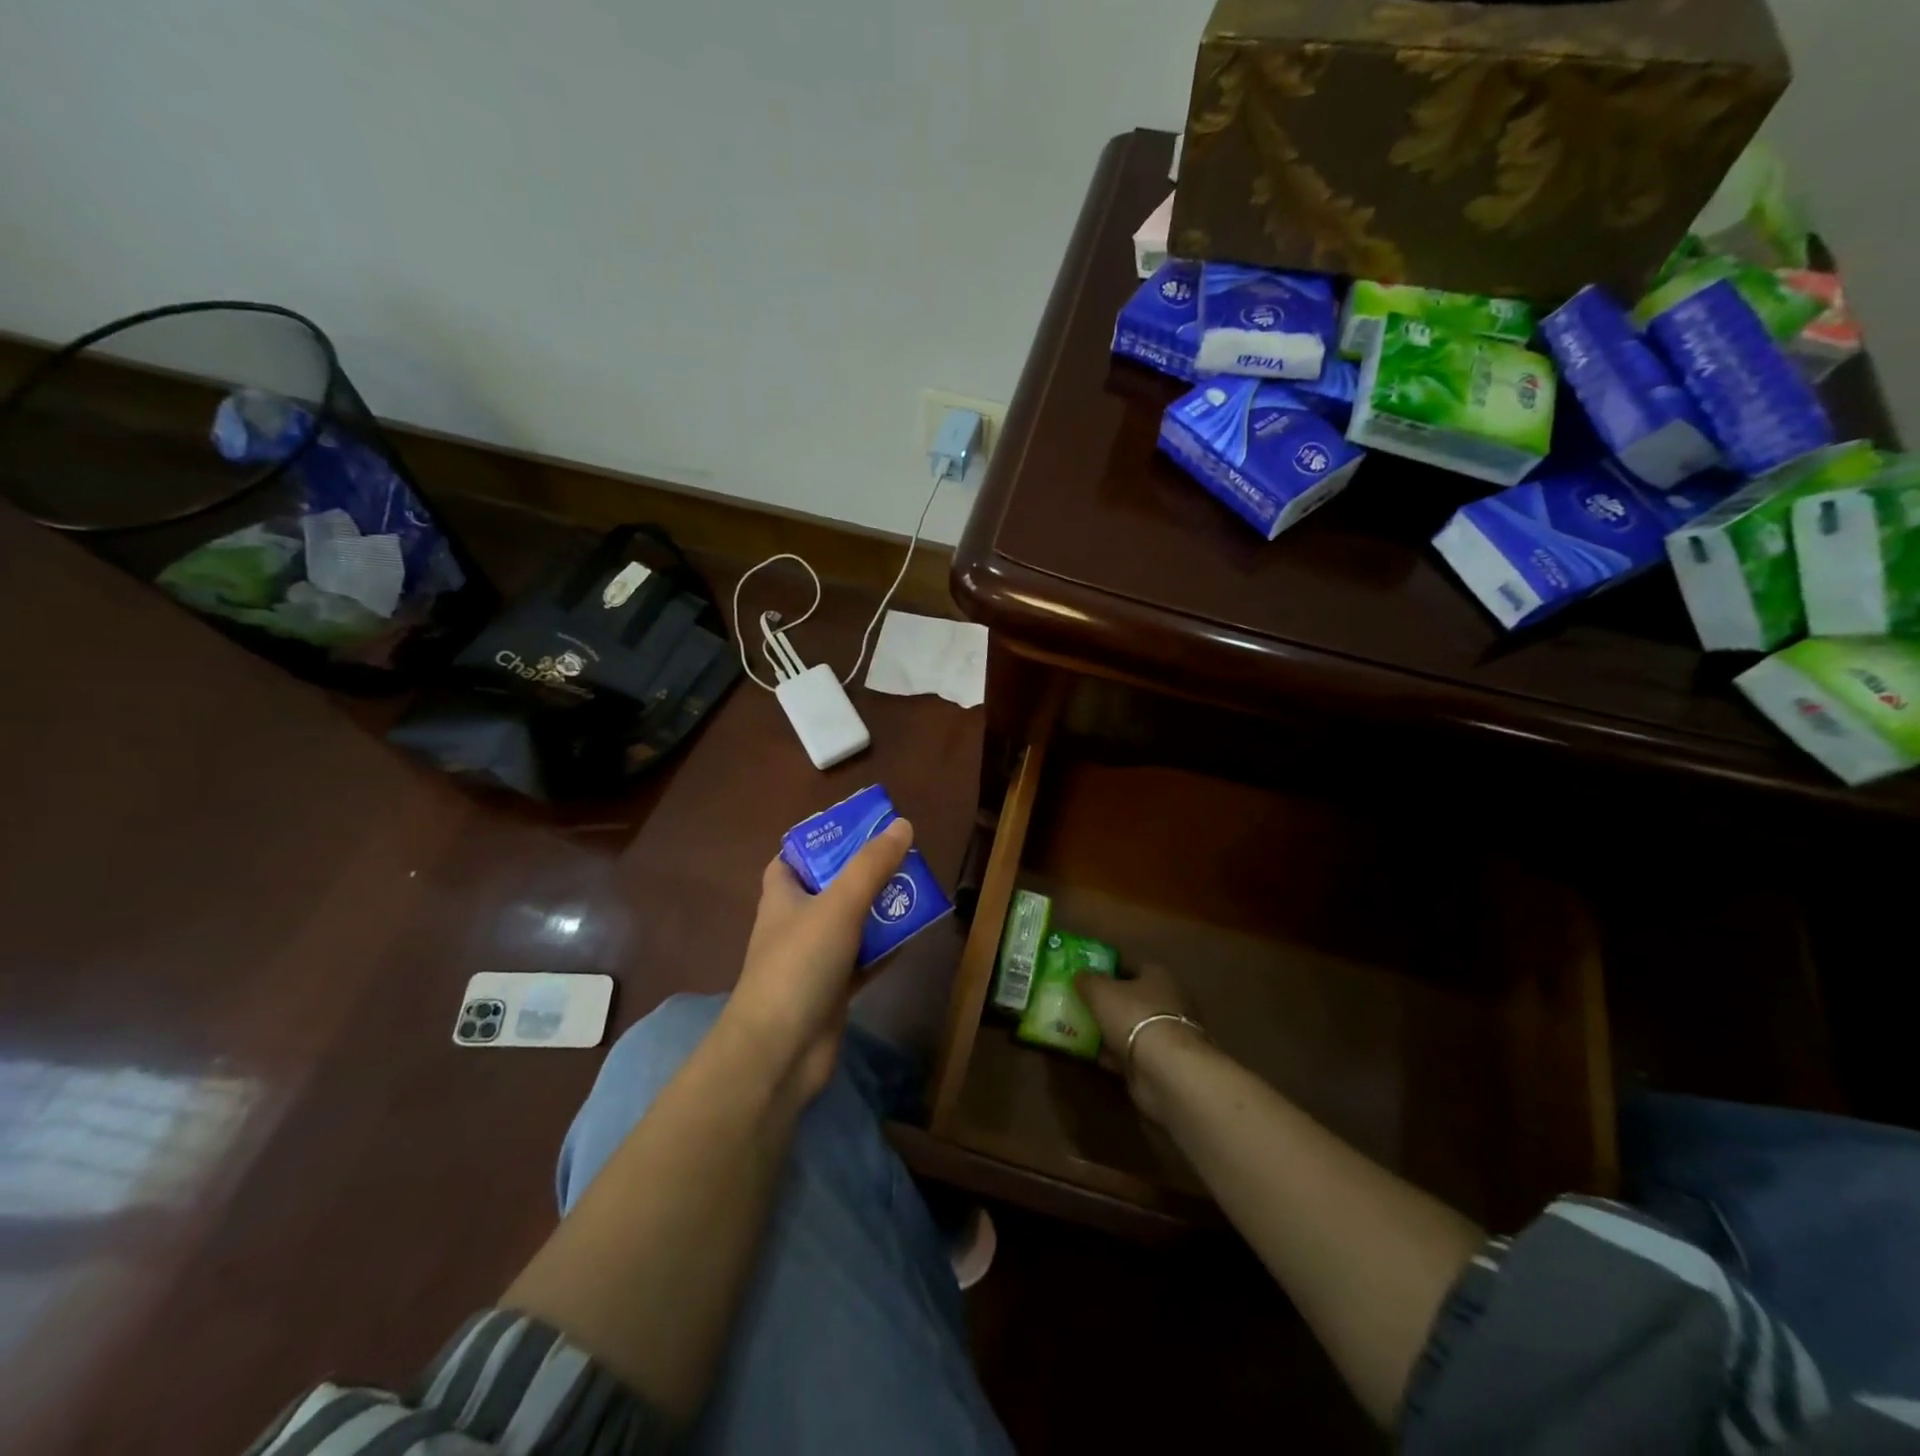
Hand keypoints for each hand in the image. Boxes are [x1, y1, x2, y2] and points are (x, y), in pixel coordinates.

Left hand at [725, 819, 913, 1100]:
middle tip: (902, 857)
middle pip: (831, 886)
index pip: (794, 856)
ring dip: (879, 909)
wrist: (780, 1051)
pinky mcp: (832, 988)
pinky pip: (863, 958)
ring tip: (916, 889)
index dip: (821, 840)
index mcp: (782, 894)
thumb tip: (902, 824)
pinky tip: (913, 936)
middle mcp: (795, 921)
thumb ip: (871, 865)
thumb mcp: (838, 904)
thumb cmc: (800, 964)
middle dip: (864, 872)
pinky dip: (884, 947)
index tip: (858, 829)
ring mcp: (813, 957)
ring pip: (850, 922)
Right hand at [1074, 964, 1201, 1124]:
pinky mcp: (1161, 1062)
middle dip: (1109, 1001)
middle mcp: (1168, 1000)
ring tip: (1081, 1029)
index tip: (1087, 977)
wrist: (1164, 1069)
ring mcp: (1166, 1034)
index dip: (1109, 970)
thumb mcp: (1100, 991)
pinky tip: (1092, 1055)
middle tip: (1082, 1003)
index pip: (1132, 966)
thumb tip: (1081, 975)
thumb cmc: (1134, 1016)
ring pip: (1132, 1026)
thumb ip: (1088, 981)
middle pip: (1133, 997)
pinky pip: (1131, 1052)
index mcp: (1158, 975)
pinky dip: (1114, 1053)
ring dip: (1111, 1029)